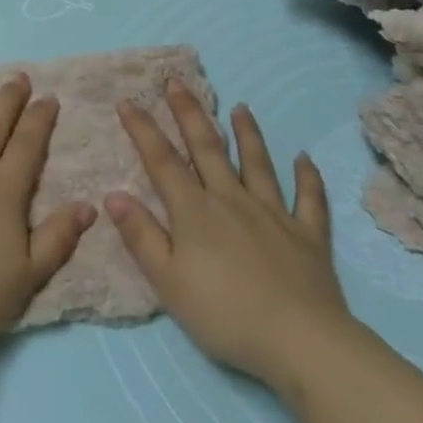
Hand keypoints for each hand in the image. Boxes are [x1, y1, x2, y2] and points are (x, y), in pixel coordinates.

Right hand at [106, 82, 350, 388]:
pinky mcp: (308, 234)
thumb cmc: (225, 315)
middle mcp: (232, 199)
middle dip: (189, 112)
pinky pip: (309, 199)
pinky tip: (305, 159)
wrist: (300, 341)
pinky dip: (308, 177)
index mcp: (196, 211)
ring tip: (241, 107)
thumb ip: (141, 236)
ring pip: (258, 163)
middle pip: (208, 147)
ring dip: (248, 133)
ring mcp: (274, 213)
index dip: (143, 130)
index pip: (163, 161)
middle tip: (177, 82)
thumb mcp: (169, 283)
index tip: (128, 101)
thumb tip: (113, 194)